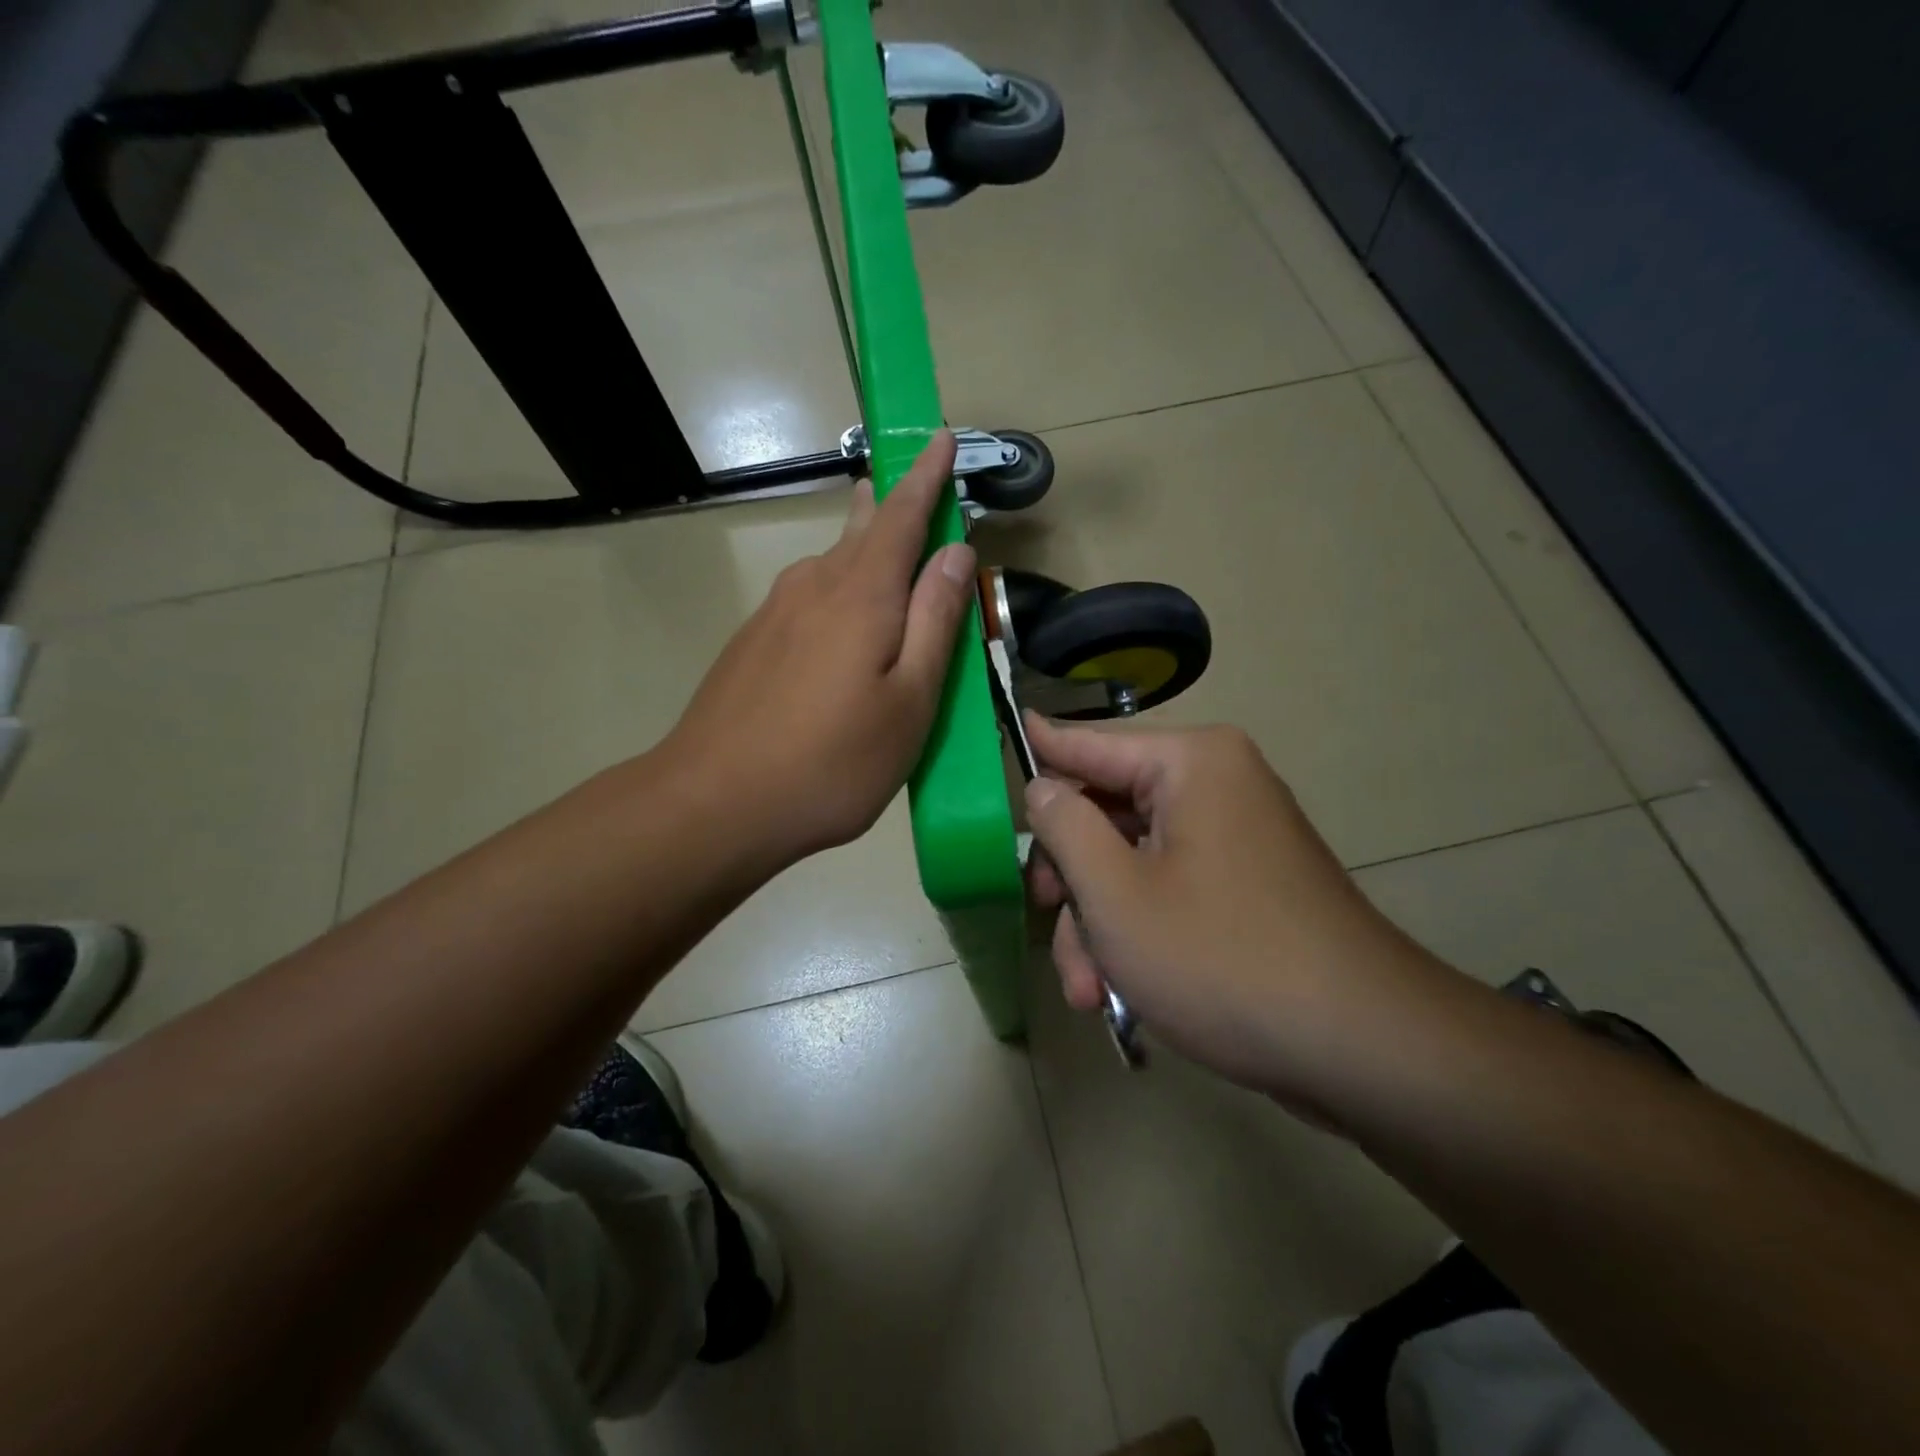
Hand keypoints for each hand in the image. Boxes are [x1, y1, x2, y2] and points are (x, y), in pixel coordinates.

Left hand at [665, 432, 976, 865]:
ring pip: (830, 563)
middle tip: (913, 486)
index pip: (901, 516)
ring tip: (882, 538)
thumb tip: (956, 551)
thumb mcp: (909, 701)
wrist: (715, 802)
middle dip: (892, 504)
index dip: (926, 476)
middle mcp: (814, 587)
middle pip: (861, 530)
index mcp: (862, 595)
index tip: (941, 437)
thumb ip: (935, 621)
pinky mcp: (752, 643)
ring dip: (862, 545)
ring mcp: (775, 613)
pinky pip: (807, 596)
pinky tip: (840, 616)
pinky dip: (836, 588)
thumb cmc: (832, 761)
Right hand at [1023, 717, 1443, 1100]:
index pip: (1089, 743)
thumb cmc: (1222, 957)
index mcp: (1190, 764)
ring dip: (1099, 925)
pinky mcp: (1245, 888)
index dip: (1039, 748)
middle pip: (1107, 814)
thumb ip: (1064, 828)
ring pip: (1132, 864)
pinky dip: (1138, 935)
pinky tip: (1120, 994)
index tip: (1000, 734)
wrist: (1363, 1049)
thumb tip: (1042, 786)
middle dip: (1071, 882)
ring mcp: (1234, 840)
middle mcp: (1215, 787)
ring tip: (1089, 992)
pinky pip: (1168, 892)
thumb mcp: (1116, 894)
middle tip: (1044, 921)